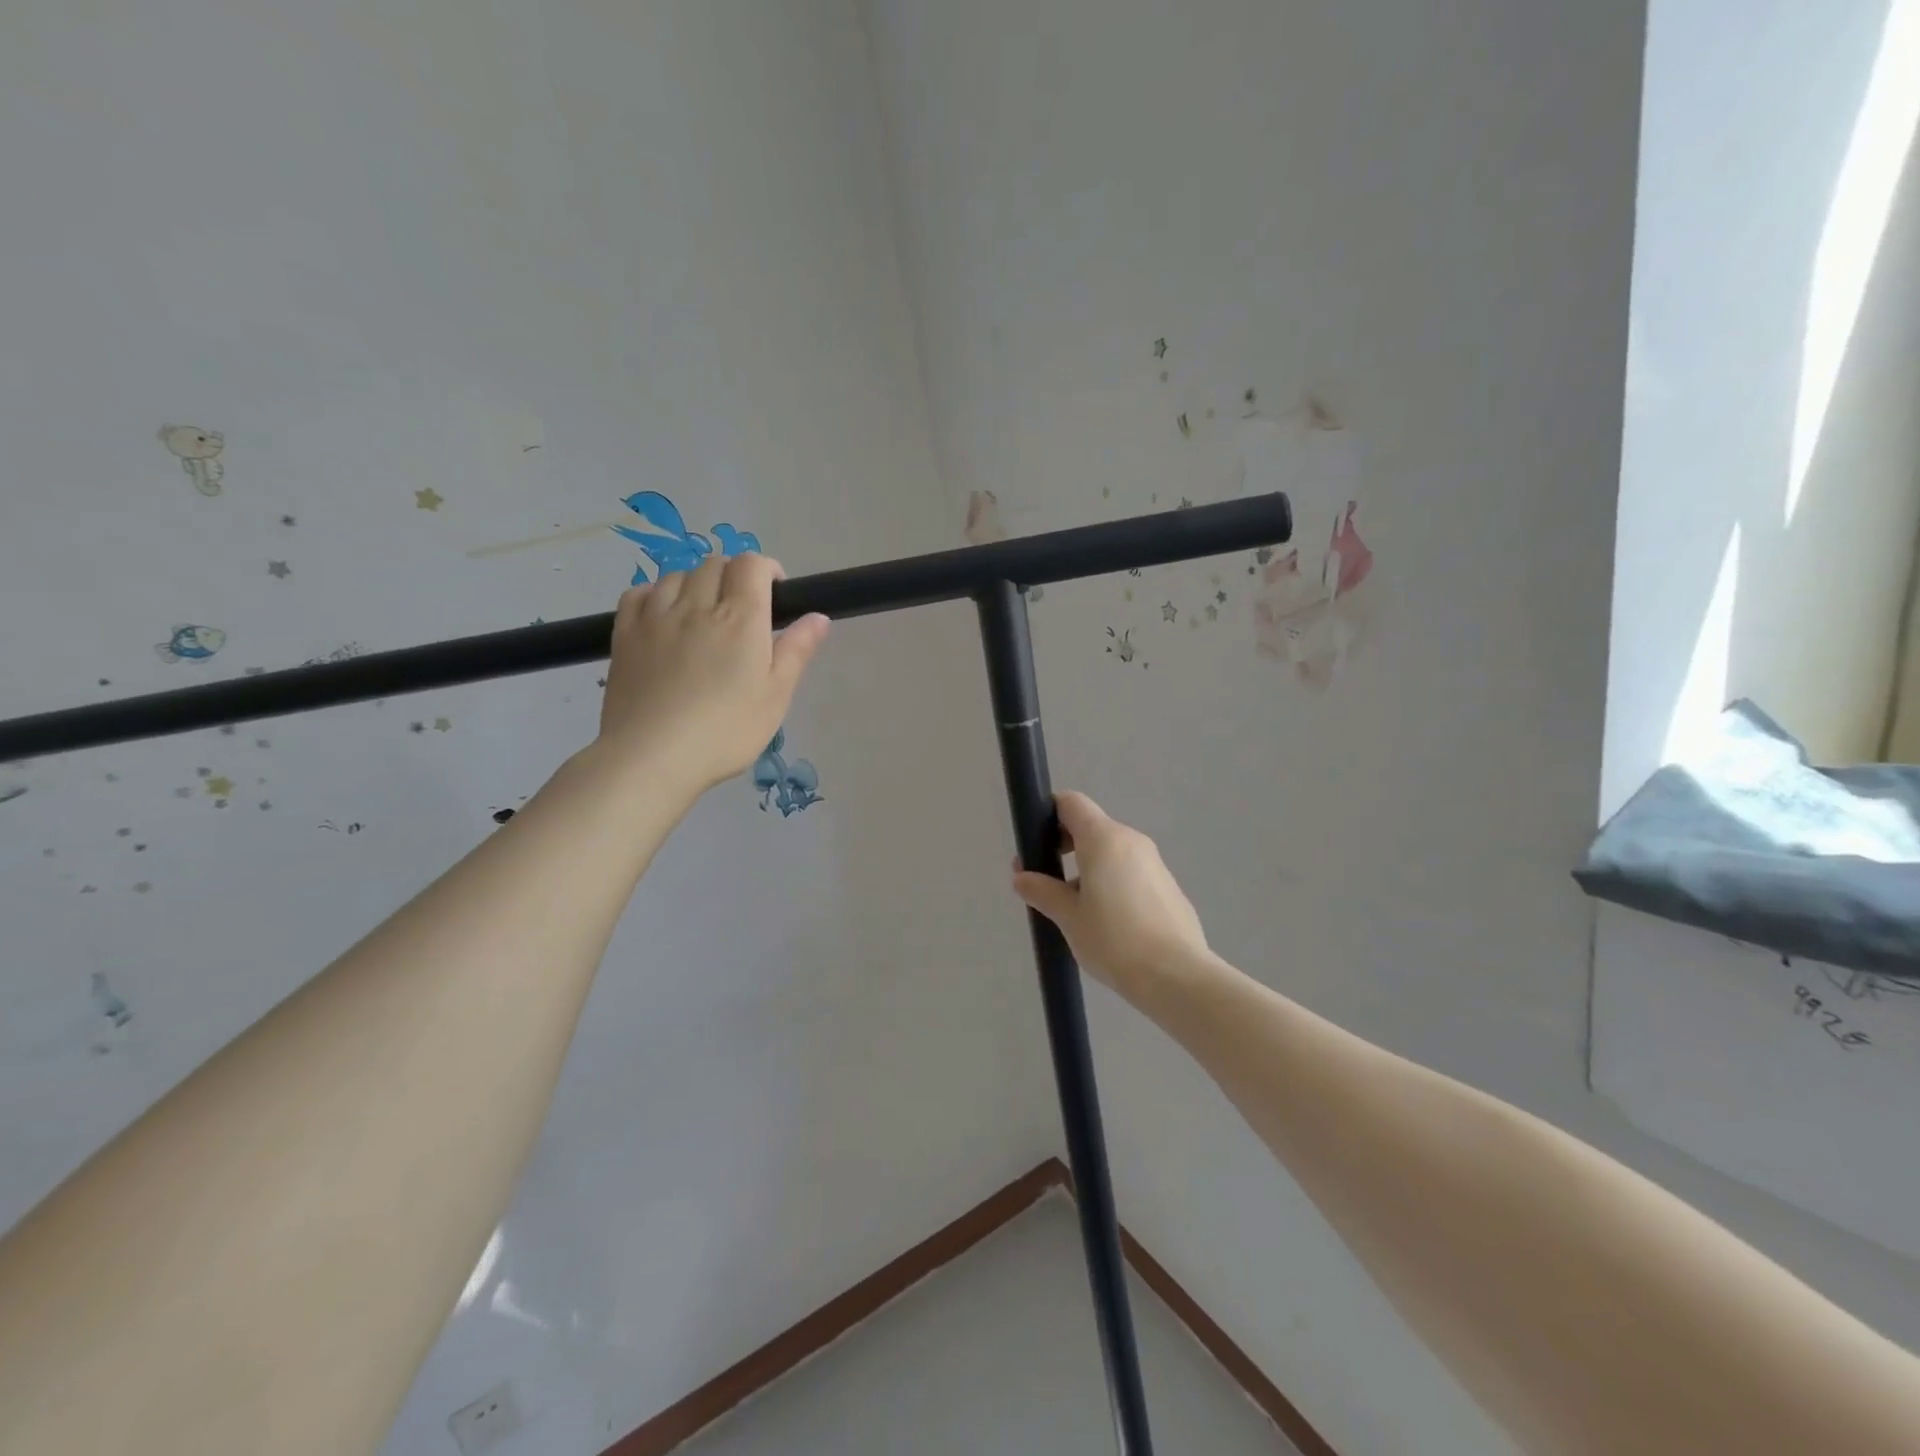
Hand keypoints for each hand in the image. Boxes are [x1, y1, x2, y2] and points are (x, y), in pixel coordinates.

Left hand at [595, 553, 828, 793]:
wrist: (652, 755)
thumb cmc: (725, 731)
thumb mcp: (775, 696)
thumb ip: (797, 651)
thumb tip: (818, 616)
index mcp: (741, 618)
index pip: (752, 566)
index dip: (767, 569)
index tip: (775, 591)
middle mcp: (697, 605)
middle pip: (715, 564)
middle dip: (734, 575)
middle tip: (743, 608)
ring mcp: (656, 616)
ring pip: (678, 574)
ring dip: (697, 583)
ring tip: (704, 612)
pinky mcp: (625, 632)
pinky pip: (639, 592)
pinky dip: (657, 592)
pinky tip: (664, 613)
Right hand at [1012, 791, 1210, 1007]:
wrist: (1177, 977)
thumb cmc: (1114, 941)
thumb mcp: (1069, 918)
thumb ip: (1043, 891)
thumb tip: (1022, 877)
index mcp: (1104, 839)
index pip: (1072, 803)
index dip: (1048, 814)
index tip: (1035, 844)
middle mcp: (1131, 841)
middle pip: (1091, 827)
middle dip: (1065, 846)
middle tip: (1047, 881)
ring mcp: (1154, 863)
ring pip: (1111, 852)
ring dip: (1088, 869)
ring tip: (1075, 910)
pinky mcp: (1167, 886)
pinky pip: (1130, 872)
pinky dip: (1112, 883)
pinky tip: (1107, 922)